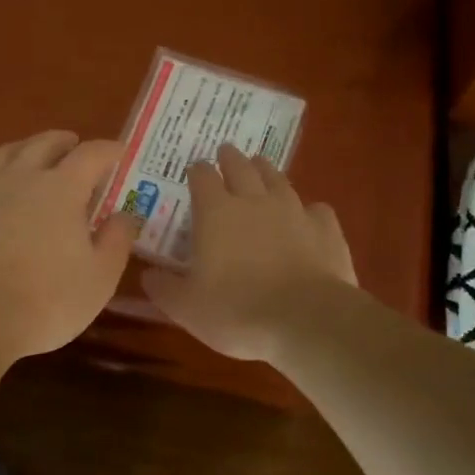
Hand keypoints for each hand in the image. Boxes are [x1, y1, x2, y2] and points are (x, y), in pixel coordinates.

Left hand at [0, 131, 140, 358]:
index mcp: (62, 188)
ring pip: (5, 154)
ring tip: (33, 156)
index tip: (120, 152)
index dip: (109, 150)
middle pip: (44, 144)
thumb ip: (116, 240)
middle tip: (75, 145)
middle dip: (64, 142)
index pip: (91, 154)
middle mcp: (20, 177)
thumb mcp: (99, 278)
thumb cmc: (46, 301)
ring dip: (26, 149)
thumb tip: (125, 215)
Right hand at [140, 144, 357, 361]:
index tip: (194, 170)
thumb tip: (147, 275)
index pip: (202, 177)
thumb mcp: (186, 307)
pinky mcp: (326, 230)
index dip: (197, 171)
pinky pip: (317, 210)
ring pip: (278, 180)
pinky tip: (309, 216)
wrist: (307, 321)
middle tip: (226, 152)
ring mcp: (294, 212)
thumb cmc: (236, 311)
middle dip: (231, 158)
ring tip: (261, 166)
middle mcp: (254, 201)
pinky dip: (310, 210)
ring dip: (267, 171)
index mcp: (215, 212)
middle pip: (241, 167)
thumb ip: (163, 288)